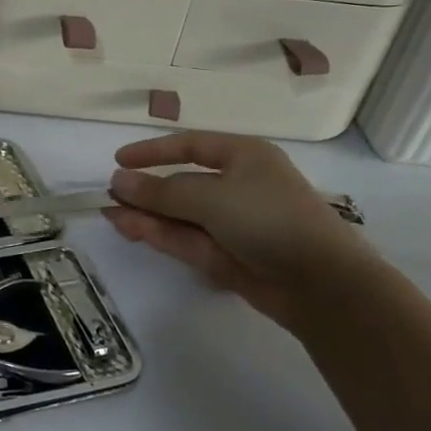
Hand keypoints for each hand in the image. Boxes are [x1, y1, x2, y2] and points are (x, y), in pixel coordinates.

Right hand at [106, 131, 375, 330]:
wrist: (321, 284)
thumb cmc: (269, 219)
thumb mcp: (211, 197)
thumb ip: (160, 191)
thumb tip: (117, 182)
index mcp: (243, 157)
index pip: (191, 146)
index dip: (153, 152)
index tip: (119, 160)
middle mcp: (238, 186)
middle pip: (182, 184)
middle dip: (146, 190)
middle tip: (109, 195)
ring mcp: (232, 224)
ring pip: (180, 215)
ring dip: (147, 214)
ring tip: (110, 214)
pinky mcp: (227, 256)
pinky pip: (186, 239)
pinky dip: (159, 234)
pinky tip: (129, 227)